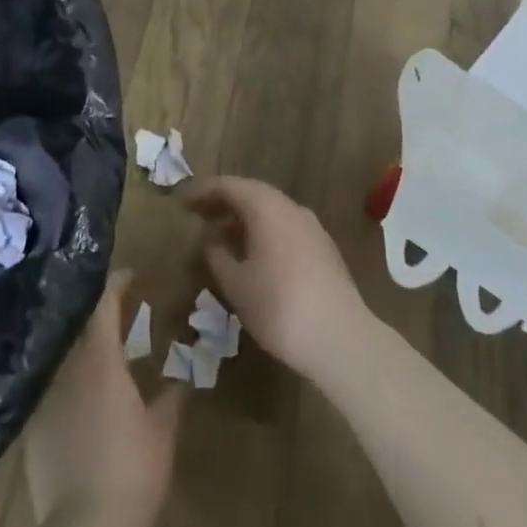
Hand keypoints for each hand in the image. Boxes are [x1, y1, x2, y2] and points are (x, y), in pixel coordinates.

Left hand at [26, 272, 183, 526]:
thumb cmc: (132, 472)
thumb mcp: (162, 433)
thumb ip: (171, 399)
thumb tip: (182, 379)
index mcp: (100, 359)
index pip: (104, 303)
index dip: (116, 283)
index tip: (130, 275)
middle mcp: (65, 366)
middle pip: (77, 324)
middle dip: (96, 314)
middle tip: (119, 313)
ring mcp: (43, 395)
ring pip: (61, 355)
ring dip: (79, 347)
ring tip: (98, 351)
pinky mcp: (29, 426)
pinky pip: (48, 388)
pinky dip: (64, 382)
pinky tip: (76, 397)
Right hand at [189, 176, 366, 379]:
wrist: (342, 340)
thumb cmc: (279, 307)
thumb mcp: (236, 285)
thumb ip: (218, 256)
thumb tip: (212, 241)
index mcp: (267, 208)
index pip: (230, 186)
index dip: (204, 191)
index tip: (184, 202)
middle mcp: (291, 208)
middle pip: (253, 194)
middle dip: (225, 203)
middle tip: (201, 216)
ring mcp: (312, 228)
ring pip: (272, 211)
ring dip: (245, 219)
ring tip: (223, 238)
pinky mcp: (324, 249)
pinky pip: (286, 228)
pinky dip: (264, 232)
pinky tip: (254, 256)